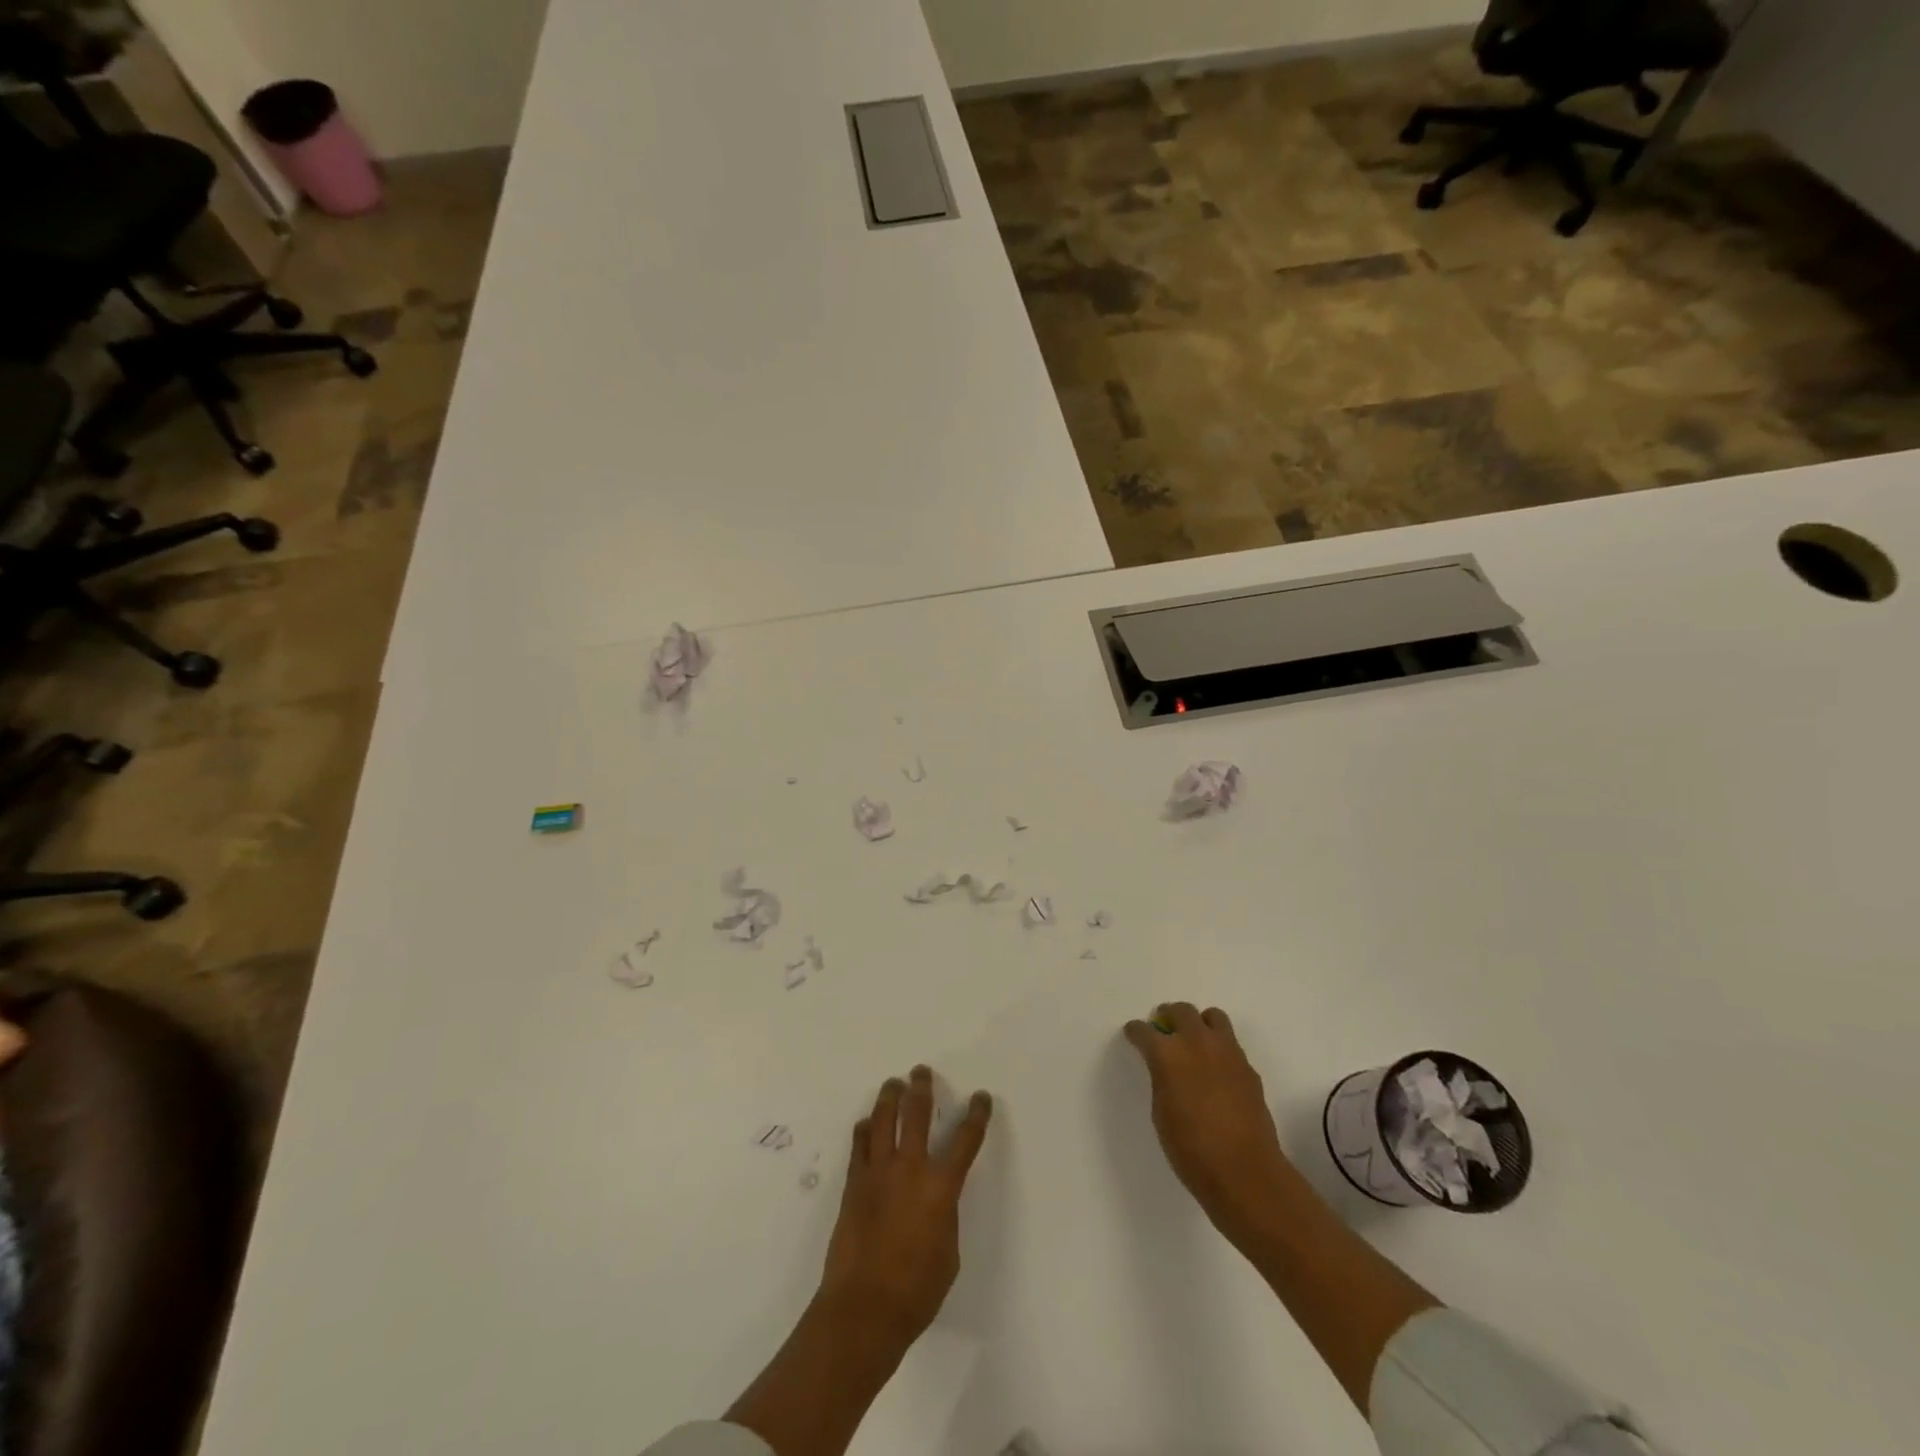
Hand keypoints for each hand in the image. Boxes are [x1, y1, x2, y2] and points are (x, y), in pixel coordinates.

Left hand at [817, 1066, 992, 1351]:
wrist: (863, 1309)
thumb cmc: (916, 1291)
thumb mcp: (948, 1253)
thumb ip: (944, 1215)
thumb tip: (935, 1200)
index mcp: (941, 1187)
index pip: (965, 1140)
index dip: (976, 1115)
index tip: (981, 1097)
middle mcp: (910, 1169)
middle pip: (916, 1114)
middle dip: (922, 1088)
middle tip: (921, 1072)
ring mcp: (878, 1173)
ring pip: (883, 1120)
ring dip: (889, 1097)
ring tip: (893, 1083)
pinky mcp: (854, 1184)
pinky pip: (859, 1146)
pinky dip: (864, 1130)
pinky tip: (866, 1124)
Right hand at [1124, 1003, 1292, 1243]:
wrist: (1245, 1173)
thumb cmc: (1191, 1150)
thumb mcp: (1161, 1112)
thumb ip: (1162, 1079)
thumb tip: (1167, 1068)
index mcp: (1168, 1054)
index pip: (1145, 1031)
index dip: (1136, 1032)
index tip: (1134, 1034)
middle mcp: (1198, 1043)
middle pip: (1181, 1010)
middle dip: (1168, 1015)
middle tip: (1163, 1027)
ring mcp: (1228, 1052)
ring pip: (1213, 1017)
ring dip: (1199, 1023)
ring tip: (1194, 1041)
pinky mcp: (1248, 1067)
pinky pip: (1230, 1044)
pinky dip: (1219, 1048)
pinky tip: (1216, 1071)